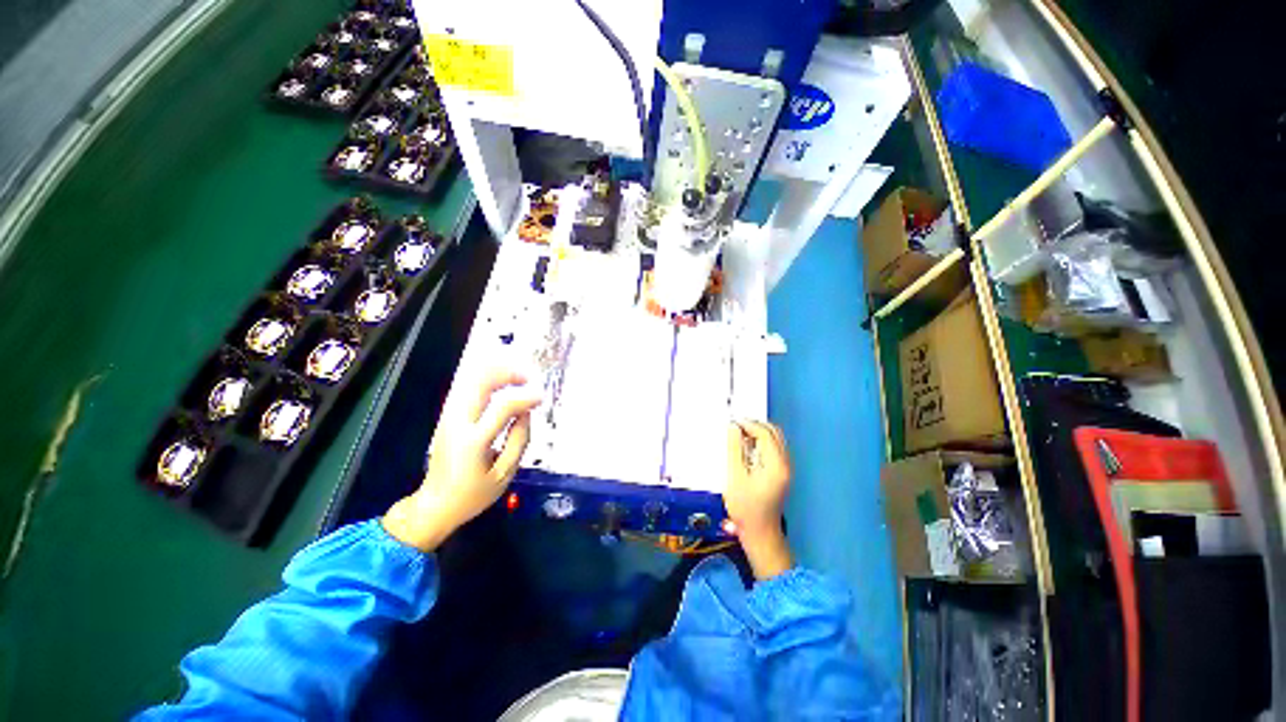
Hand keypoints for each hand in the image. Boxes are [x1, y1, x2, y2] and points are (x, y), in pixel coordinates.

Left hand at [383, 368, 541, 551]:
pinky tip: (503, 382)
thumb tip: (527, 411)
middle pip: (481, 381)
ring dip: (498, 372)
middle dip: (509, 372)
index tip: (541, 397)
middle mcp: (458, 422)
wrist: (435, 504)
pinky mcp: (448, 414)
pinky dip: (488, 378)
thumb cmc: (473, 494)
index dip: (526, 397)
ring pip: (472, 378)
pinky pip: (468, 385)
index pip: (503, 406)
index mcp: (473, 442)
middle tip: (529, 378)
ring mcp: (450, 416)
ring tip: (519, 377)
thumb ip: (519, 440)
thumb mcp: (504, 475)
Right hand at [726, 421, 793, 579]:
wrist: (760, 533)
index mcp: (775, 465)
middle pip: (774, 433)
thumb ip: (734, 450)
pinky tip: (746, 449)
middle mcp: (784, 464)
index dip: (748, 424)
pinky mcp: (781, 473)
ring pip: (775, 440)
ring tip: (739, 437)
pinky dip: (761, 443)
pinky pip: (773, 449)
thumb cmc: (746, 508)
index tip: (733, 423)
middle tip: (736, 428)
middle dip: (755, 426)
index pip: (765, 433)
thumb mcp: (735, 477)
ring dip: (758, 434)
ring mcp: (785, 469)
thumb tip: (733, 428)